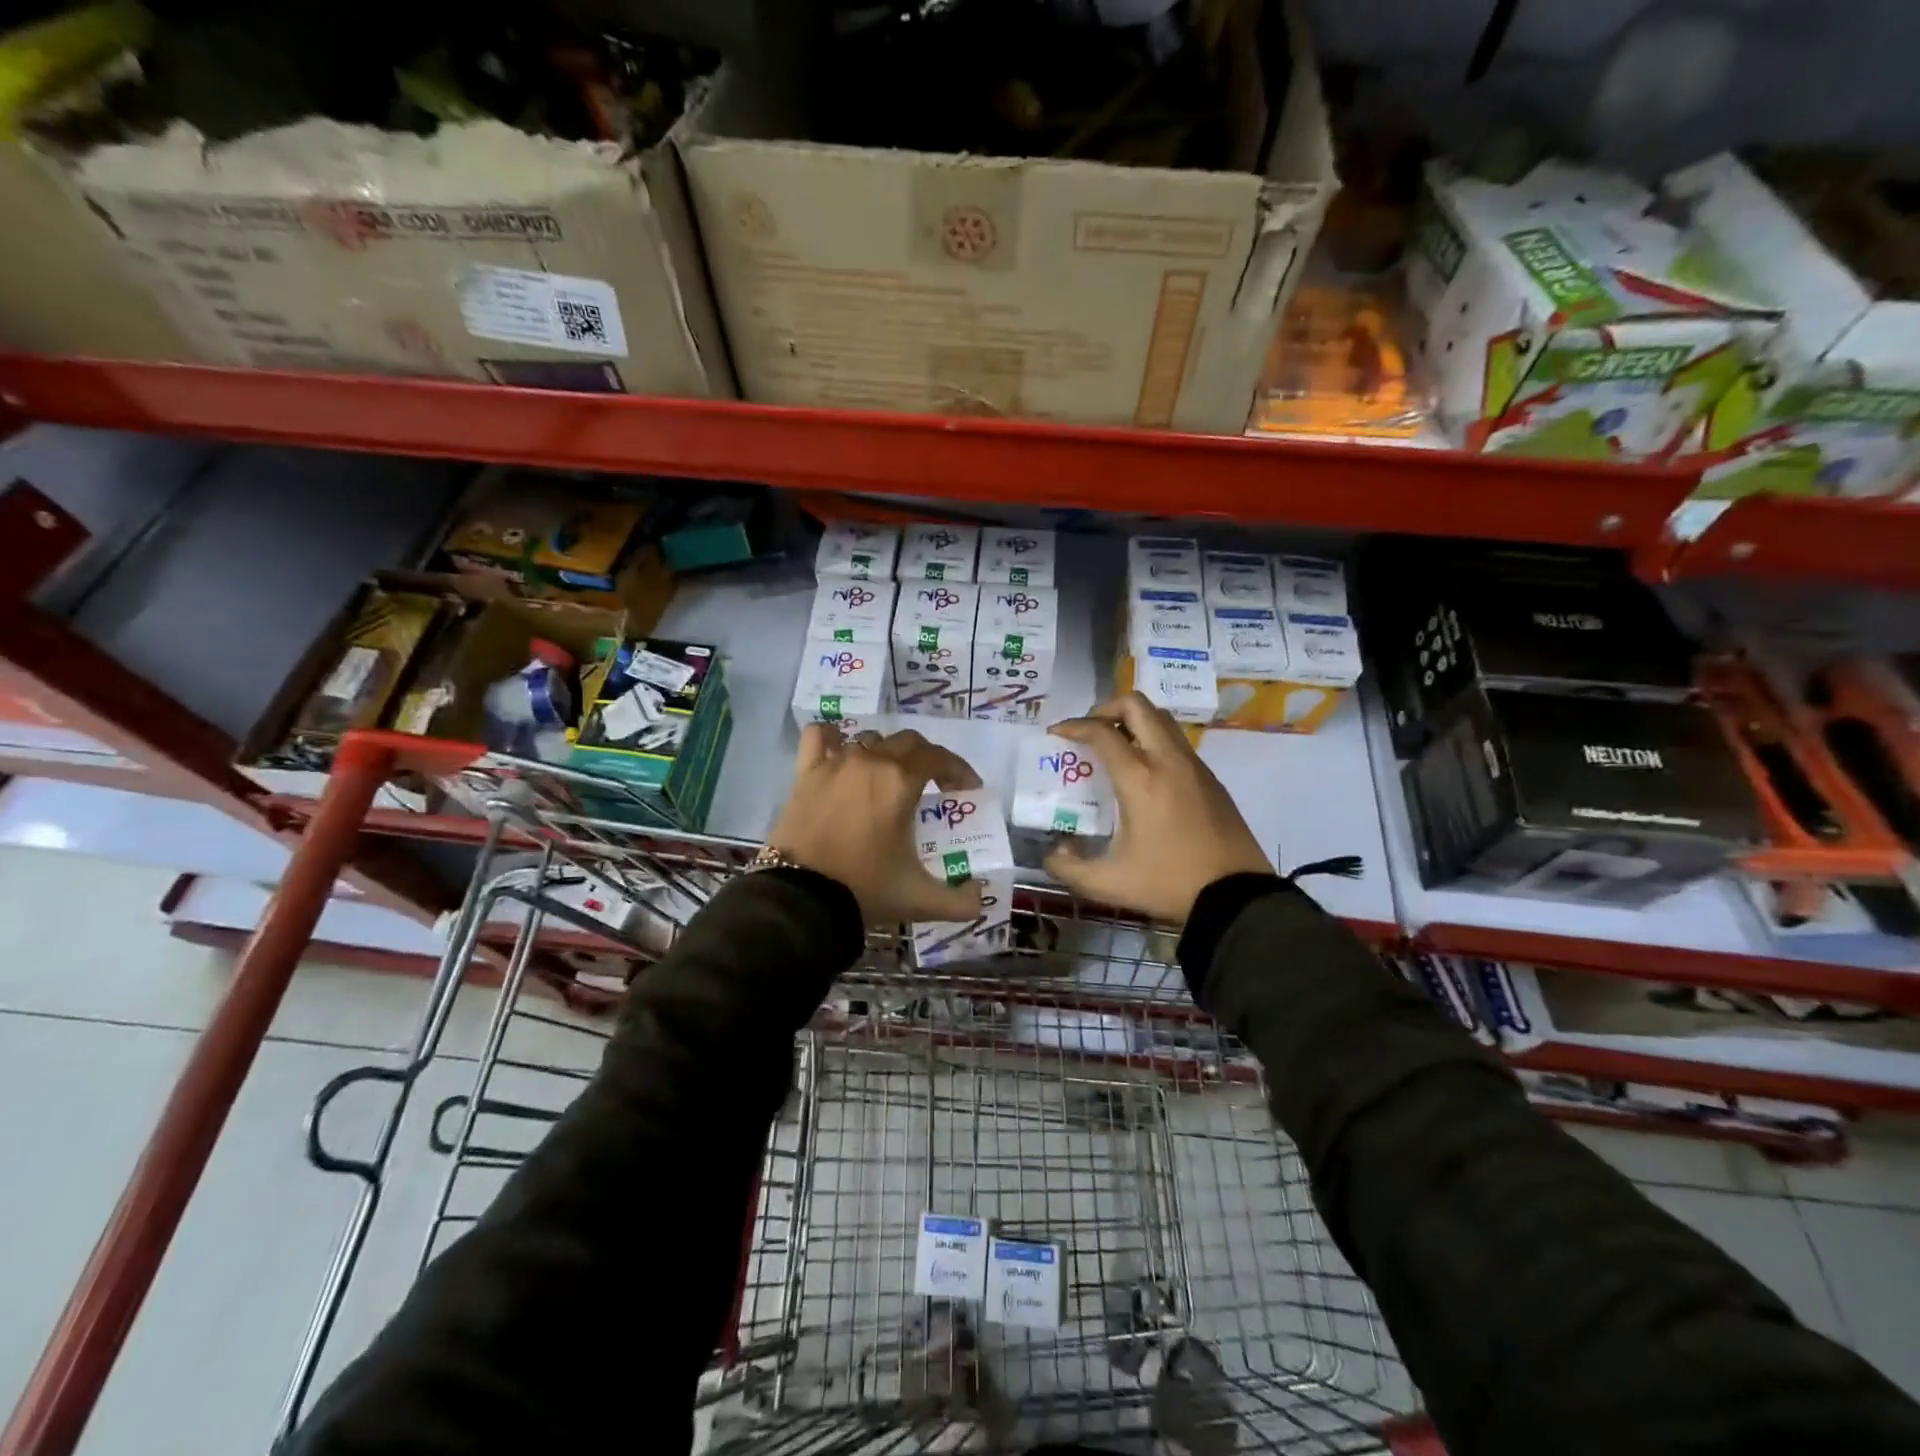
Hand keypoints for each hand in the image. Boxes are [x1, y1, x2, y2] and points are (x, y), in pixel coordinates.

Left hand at [769, 726, 985, 923]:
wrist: (801, 898)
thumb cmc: (865, 889)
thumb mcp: (920, 900)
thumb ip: (960, 902)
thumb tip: (980, 898)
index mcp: (901, 782)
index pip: (939, 757)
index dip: (959, 770)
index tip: (966, 790)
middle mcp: (870, 761)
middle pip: (908, 742)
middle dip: (927, 759)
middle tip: (933, 786)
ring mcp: (835, 763)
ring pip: (869, 740)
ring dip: (886, 753)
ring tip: (889, 778)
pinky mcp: (805, 773)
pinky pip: (818, 737)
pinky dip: (832, 738)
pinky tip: (839, 753)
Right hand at [1043, 692, 1271, 924]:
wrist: (1236, 896)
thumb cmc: (1169, 883)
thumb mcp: (1109, 884)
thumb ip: (1069, 868)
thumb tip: (1055, 852)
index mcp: (1140, 778)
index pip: (1102, 732)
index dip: (1074, 726)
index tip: (1057, 733)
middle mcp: (1168, 760)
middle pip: (1136, 705)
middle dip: (1106, 709)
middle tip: (1089, 731)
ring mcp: (1194, 766)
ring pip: (1161, 718)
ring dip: (1133, 721)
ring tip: (1115, 747)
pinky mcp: (1210, 778)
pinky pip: (1176, 741)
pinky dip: (1154, 740)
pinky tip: (1144, 773)